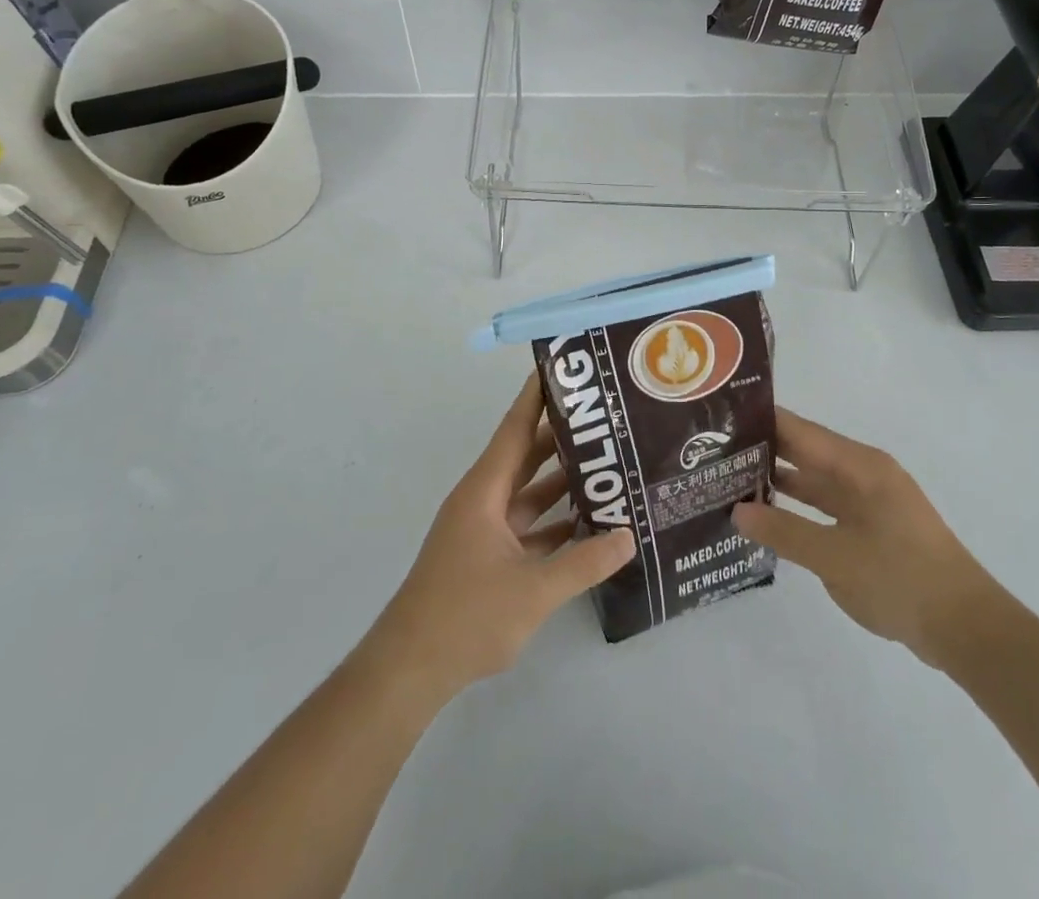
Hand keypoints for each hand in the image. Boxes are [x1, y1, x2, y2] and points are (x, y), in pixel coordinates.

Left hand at [364, 373, 635, 700]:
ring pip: (528, 493)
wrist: (410, 670)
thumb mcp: (533, 590)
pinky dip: (554, 522)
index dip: (537, 396)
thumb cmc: (465, 616)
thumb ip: (584, 562)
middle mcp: (483, 500)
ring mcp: (483, 530)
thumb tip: (629, 536)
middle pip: (525, 455)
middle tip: (604, 417)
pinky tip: (588, 523)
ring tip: (607, 464)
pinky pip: (527, 526)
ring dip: (561, 481)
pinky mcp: (487, 558)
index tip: (563, 368)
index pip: (515, 428)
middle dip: (561, 436)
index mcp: (484, 490)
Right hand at [732, 407, 996, 669]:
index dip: (759, 421)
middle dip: (762, 450)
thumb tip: (737, 511)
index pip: (798, 430)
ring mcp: (870, 500)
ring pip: (814, 480)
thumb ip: (783, 531)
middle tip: (712, 452)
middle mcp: (863, 473)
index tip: (719, 419)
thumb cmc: (900, 580)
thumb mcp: (834, 557)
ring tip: (729, 480)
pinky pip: (826, 505)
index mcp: (859, 465)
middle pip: (804, 451)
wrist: (967, 629)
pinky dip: (798, 507)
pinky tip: (768, 516)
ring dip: (778, 481)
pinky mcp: (873, 527)